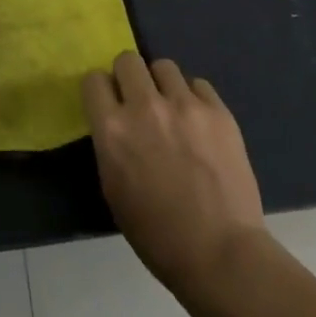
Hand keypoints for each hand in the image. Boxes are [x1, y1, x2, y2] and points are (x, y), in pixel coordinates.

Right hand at [82, 53, 265, 296]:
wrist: (222, 256)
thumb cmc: (158, 236)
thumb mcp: (114, 189)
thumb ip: (111, 145)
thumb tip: (116, 122)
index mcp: (112, 129)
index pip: (94, 80)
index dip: (101, 91)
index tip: (109, 104)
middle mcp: (144, 106)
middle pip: (127, 60)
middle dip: (129, 77)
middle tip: (139, 103)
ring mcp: (184, 105)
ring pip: (164, 66)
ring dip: (162, 85)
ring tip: (173, 111)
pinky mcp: (218, 111)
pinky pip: (198, 85)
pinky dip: (195, 99)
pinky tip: (200, 125)